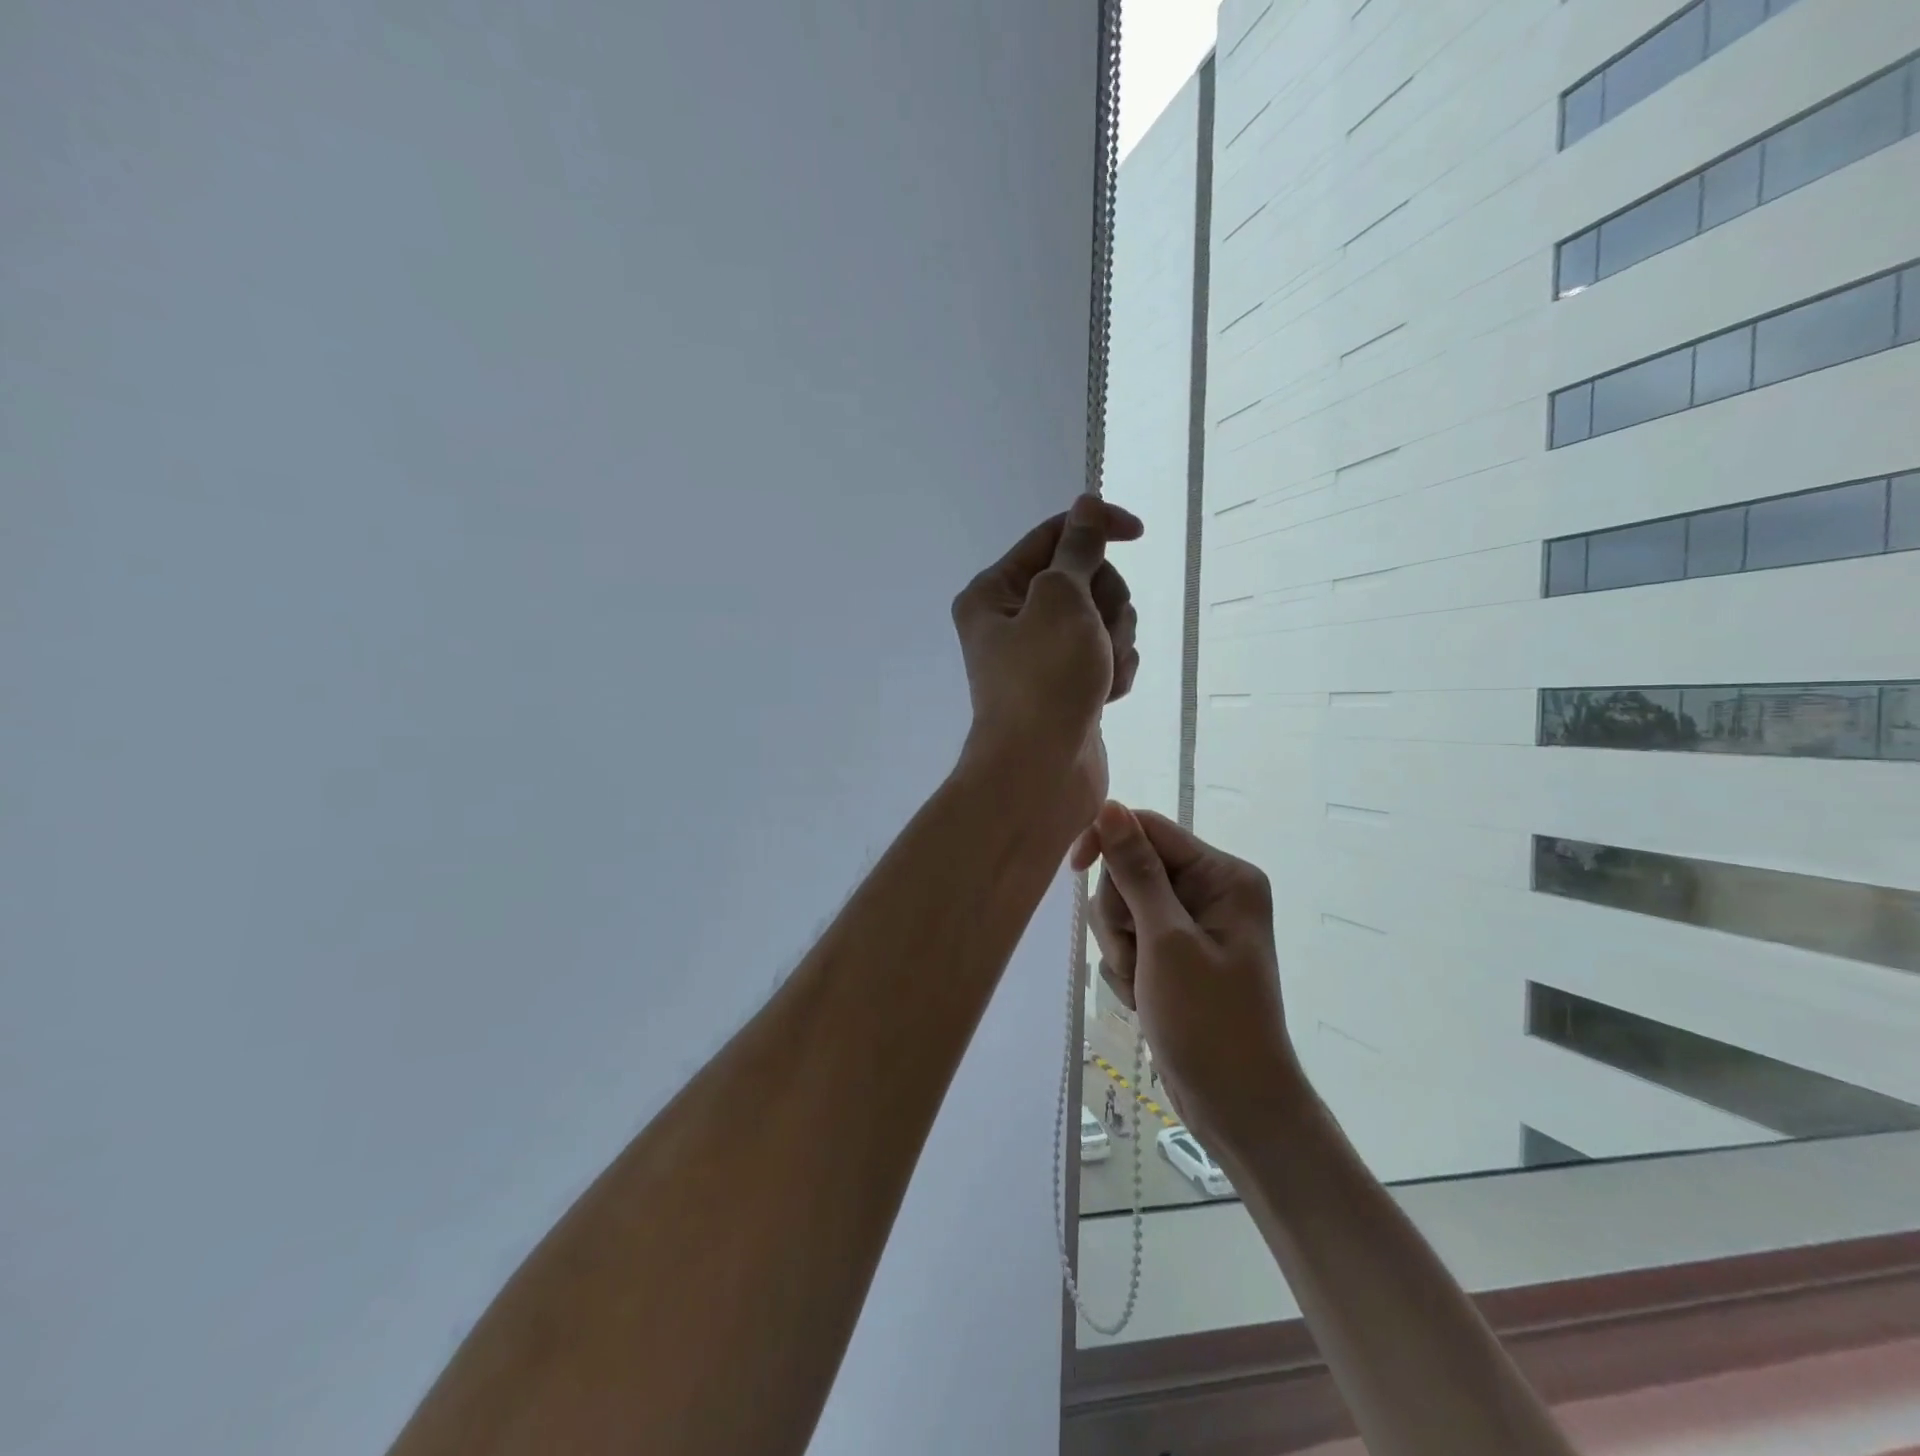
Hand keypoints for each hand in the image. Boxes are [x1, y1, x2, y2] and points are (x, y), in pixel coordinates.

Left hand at [951, 496, 1141, 828]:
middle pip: (1084, 579)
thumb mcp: (1061, 600)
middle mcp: (1014, 620)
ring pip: (1103, 620)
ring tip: (1100, 674)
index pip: (1052, 537)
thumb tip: (1086, 506)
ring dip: (1114, 641)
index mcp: (994, 592)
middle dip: (1105, 602)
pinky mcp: (1069, 686)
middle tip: (1097, 633)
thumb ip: (1078, 550)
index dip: (1096, 528)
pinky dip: (1114, 671)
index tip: (1138, 532)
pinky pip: (1107, 657)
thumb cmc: (1044, 680)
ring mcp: (1044, 655)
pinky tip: (1106, 696)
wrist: (1040, 774)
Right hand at [1070, 803, 1303, 1151]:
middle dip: (1120, 915)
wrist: (1235, 1107)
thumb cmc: (1209, 1022)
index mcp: (1223, 876)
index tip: (1073, 868)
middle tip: (1137, 959)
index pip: (1149, 829)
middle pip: (1131, 869)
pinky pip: (1129, 938)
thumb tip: (1109, 806)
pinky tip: (1144, 998)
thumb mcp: (1166, 941)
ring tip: (1142, 985)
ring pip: (1123, 906)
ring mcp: (1191, 925)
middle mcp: (1210, 891)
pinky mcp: (1175, 954)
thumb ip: (1135, 871)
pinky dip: (1127, 966)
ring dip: (1120, 946)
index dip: (1107, 842)